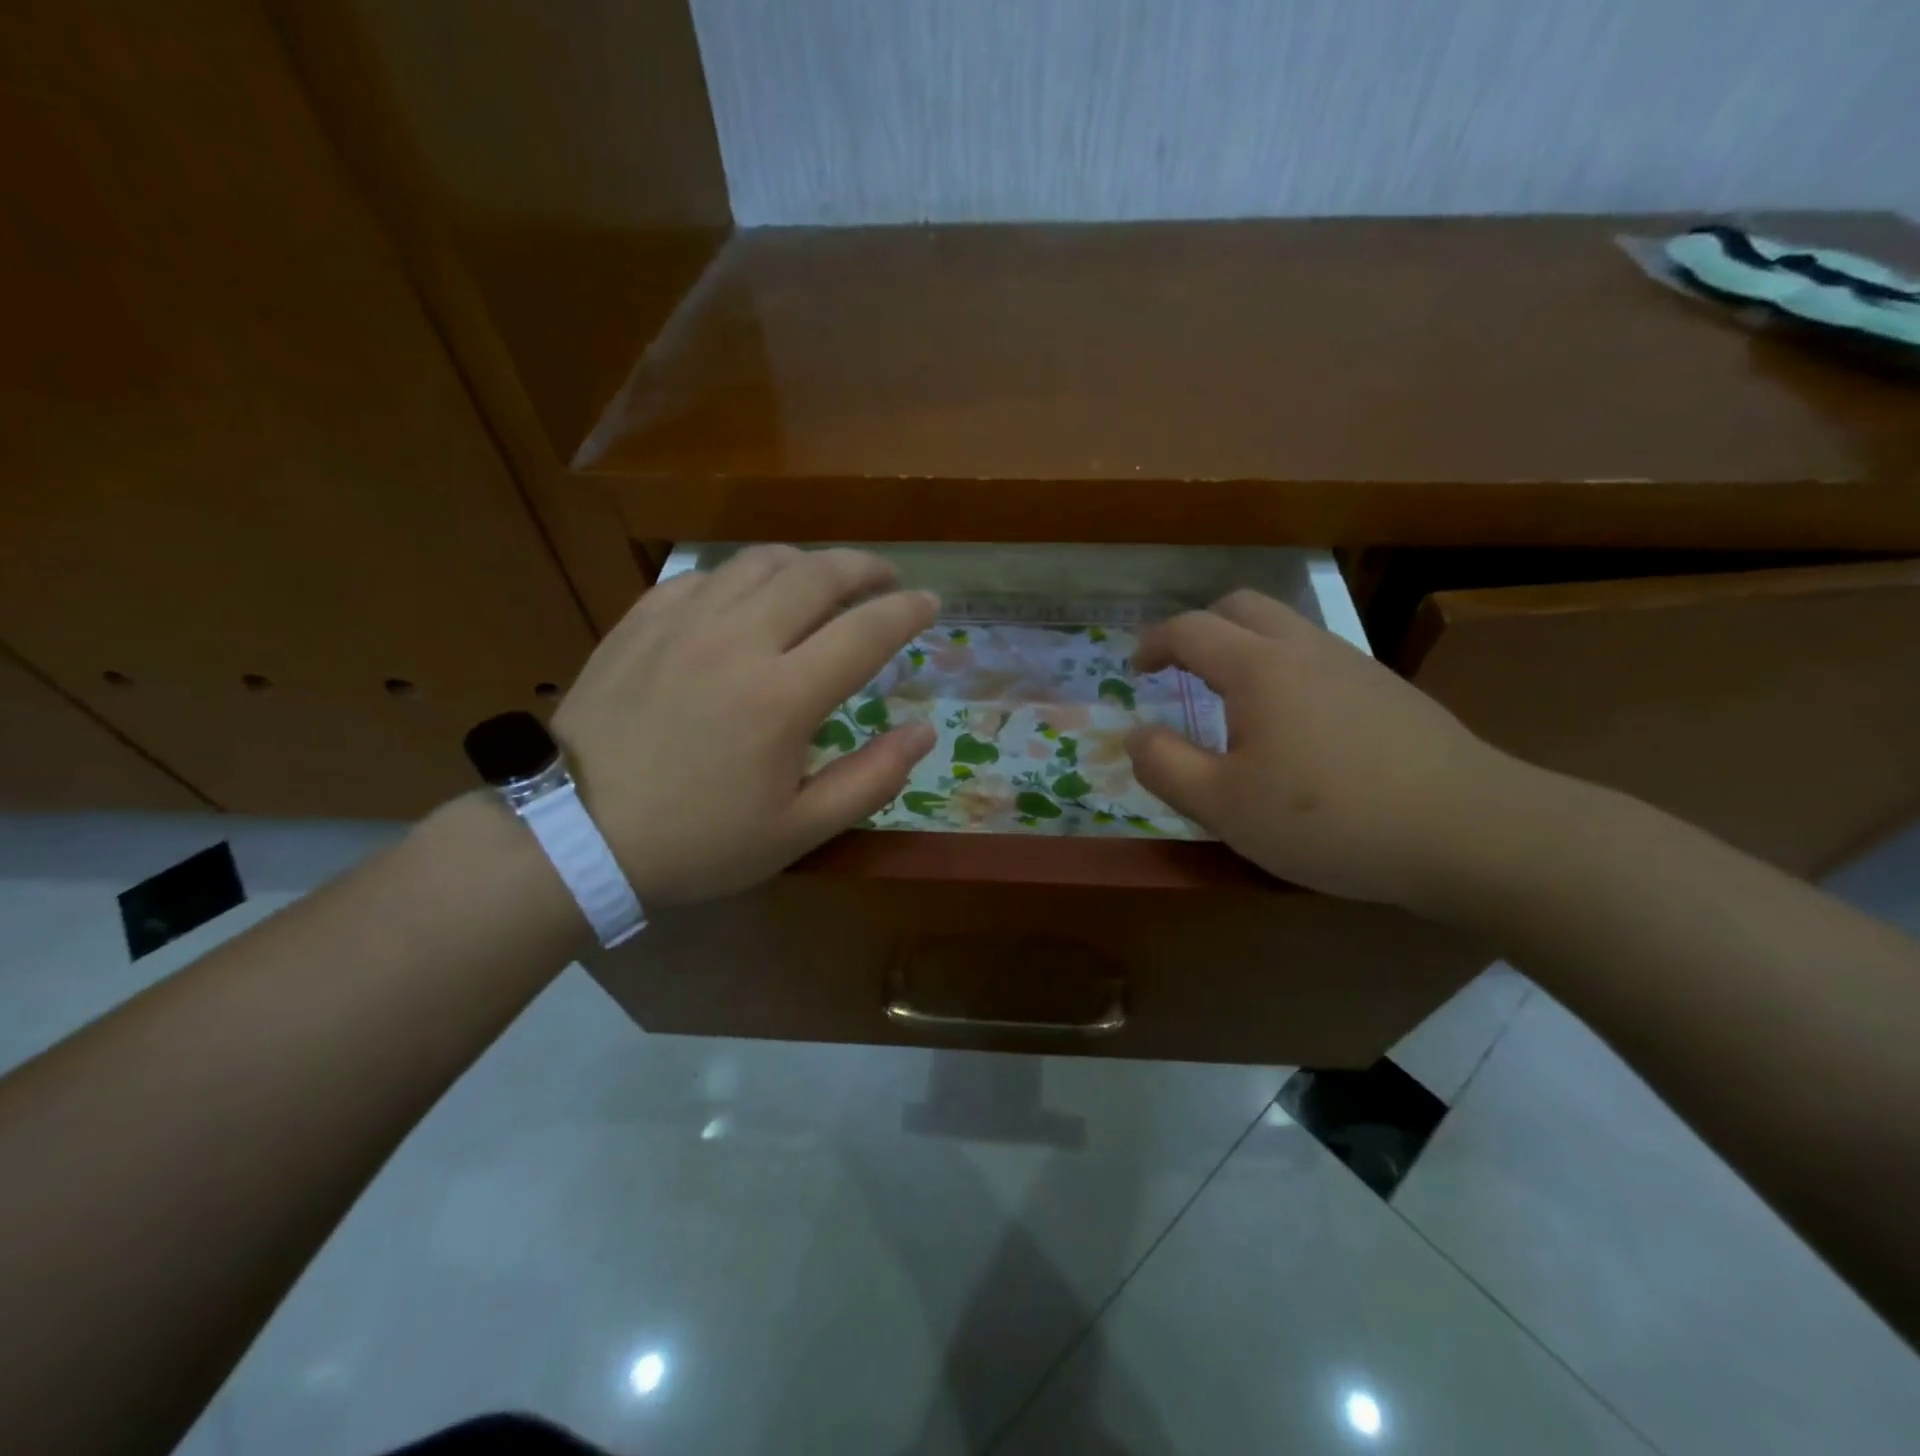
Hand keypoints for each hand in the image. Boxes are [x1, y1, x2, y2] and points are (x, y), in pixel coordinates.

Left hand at [552, 547, 937, 904]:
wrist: (575, 835)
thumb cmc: (697, 842)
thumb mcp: (797, 832)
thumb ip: (870, 780)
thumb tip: (922, 733)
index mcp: (783, 696)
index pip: (865, 631)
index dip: (907, 610)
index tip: (930, 602)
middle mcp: (738, 640)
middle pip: (817, 575)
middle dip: (865, 567)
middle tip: (886, 576)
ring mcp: (684, 623)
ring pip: (760, 563)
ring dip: (806, 563)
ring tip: (823, 580)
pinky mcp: (641, 622)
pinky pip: (705, 577)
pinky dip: (742, 578)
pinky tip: (746, 600)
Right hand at [1127, 590, 1523, 908]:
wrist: (1470, 830)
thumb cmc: (1330, 819)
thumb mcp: (1224, 806)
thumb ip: (1165, 766)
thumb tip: (1135, 735)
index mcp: (1258, 667)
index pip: (1190, 630)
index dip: (1153, 643)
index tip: (1135, 669)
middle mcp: (1306, 648)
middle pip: (1242, 606)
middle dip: (1201, 628)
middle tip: (1182, 668)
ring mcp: (1355, 664)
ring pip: (1287, 627)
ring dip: (1246, 647)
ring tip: (1233, 701)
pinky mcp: (1389, 690)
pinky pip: (1319, 657)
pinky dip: (1285, 669)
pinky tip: (1294, 726)